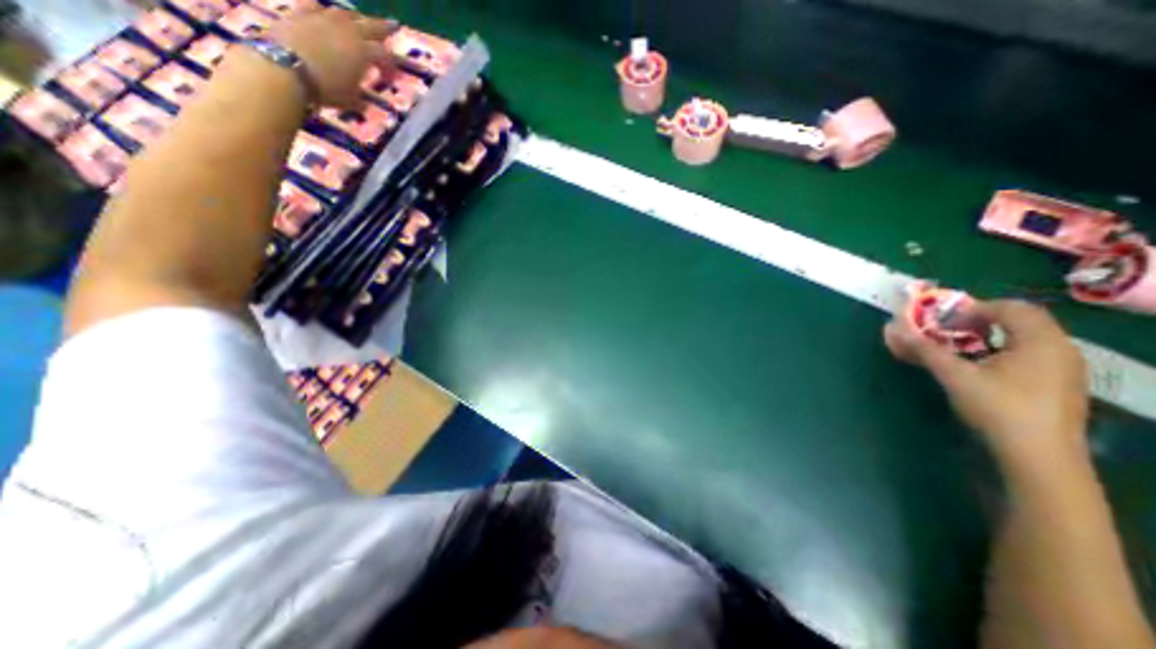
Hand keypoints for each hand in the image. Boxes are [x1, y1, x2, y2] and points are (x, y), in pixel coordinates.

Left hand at [271, 6, 396, 109]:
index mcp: (364, 53)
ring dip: (355, 18)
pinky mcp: (300, 13)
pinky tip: (323, 12)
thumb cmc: (326, 88)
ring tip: (359, 21)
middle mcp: (347, 32)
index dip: (390, 65)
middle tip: (392, 25)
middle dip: (383, 27)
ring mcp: (323, 19)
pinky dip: (322, 10)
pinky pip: (314, 6)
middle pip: (370, 26)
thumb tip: (364, 105)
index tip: (390, 76)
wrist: (285, 68)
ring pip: (344, 13)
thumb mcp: (350, 100)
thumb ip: (360, 99)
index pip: (385, 55)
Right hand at [886, 299, 1094, 472]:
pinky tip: (978, 368)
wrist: (1038, 457)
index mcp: (1041, 341)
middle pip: (1019, 321)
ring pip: (1023, 339)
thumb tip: (891, 327)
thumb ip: (923, 349)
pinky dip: (998, 352)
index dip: (972, 309)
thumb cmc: (997, 408)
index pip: (1010, 307)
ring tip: (957, 349)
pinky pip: (1028, 356)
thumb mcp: (954, 375)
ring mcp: (1063, 369)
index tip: (943, 321)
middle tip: (947, 331)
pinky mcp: (1057, 386)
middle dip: (978, 321)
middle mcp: (1060, 350)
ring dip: (987, 337)